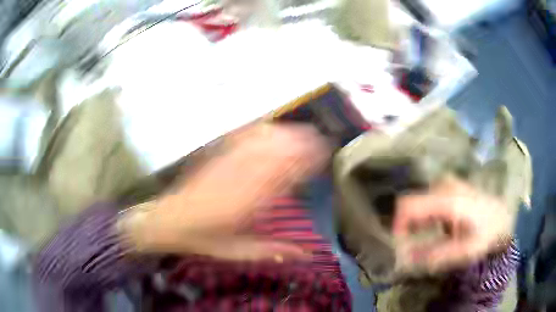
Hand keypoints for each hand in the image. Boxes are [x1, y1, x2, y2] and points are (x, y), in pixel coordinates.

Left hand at [121, 123, 329, 260]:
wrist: (170, 220)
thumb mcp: (239, 252)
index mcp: (246, 204)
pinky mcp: (215, 155)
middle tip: (319, 141)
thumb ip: (273, 251)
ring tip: (302, 131)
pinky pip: (240, 137)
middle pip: (274, 152)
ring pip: (260, 141)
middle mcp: (239, 178)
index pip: (282, 176)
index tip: (322, 156)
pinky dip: (259, 130)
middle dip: (300, 143)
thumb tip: (306, 254)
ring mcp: (225, 163)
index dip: (305, 162)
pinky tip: (270, 126)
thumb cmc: (205, 239)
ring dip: (284, 133)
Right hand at [393, 176, 512, 270]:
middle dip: (407, 226)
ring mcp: (447, 183)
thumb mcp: (463, 251)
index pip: (408, 206)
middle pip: (411, 203)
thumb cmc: (486, 234)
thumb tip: (404, 258)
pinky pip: (427, 201)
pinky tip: (436, 228)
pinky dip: (425, 216)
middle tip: (412, 246)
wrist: (502, 216)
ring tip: (425, 239)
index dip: (398, 225)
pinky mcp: (449, 186)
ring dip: (416, 222)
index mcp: (447, 200)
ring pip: (418, 202)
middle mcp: (444, 186)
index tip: (398, 245)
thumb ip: (434, 255)